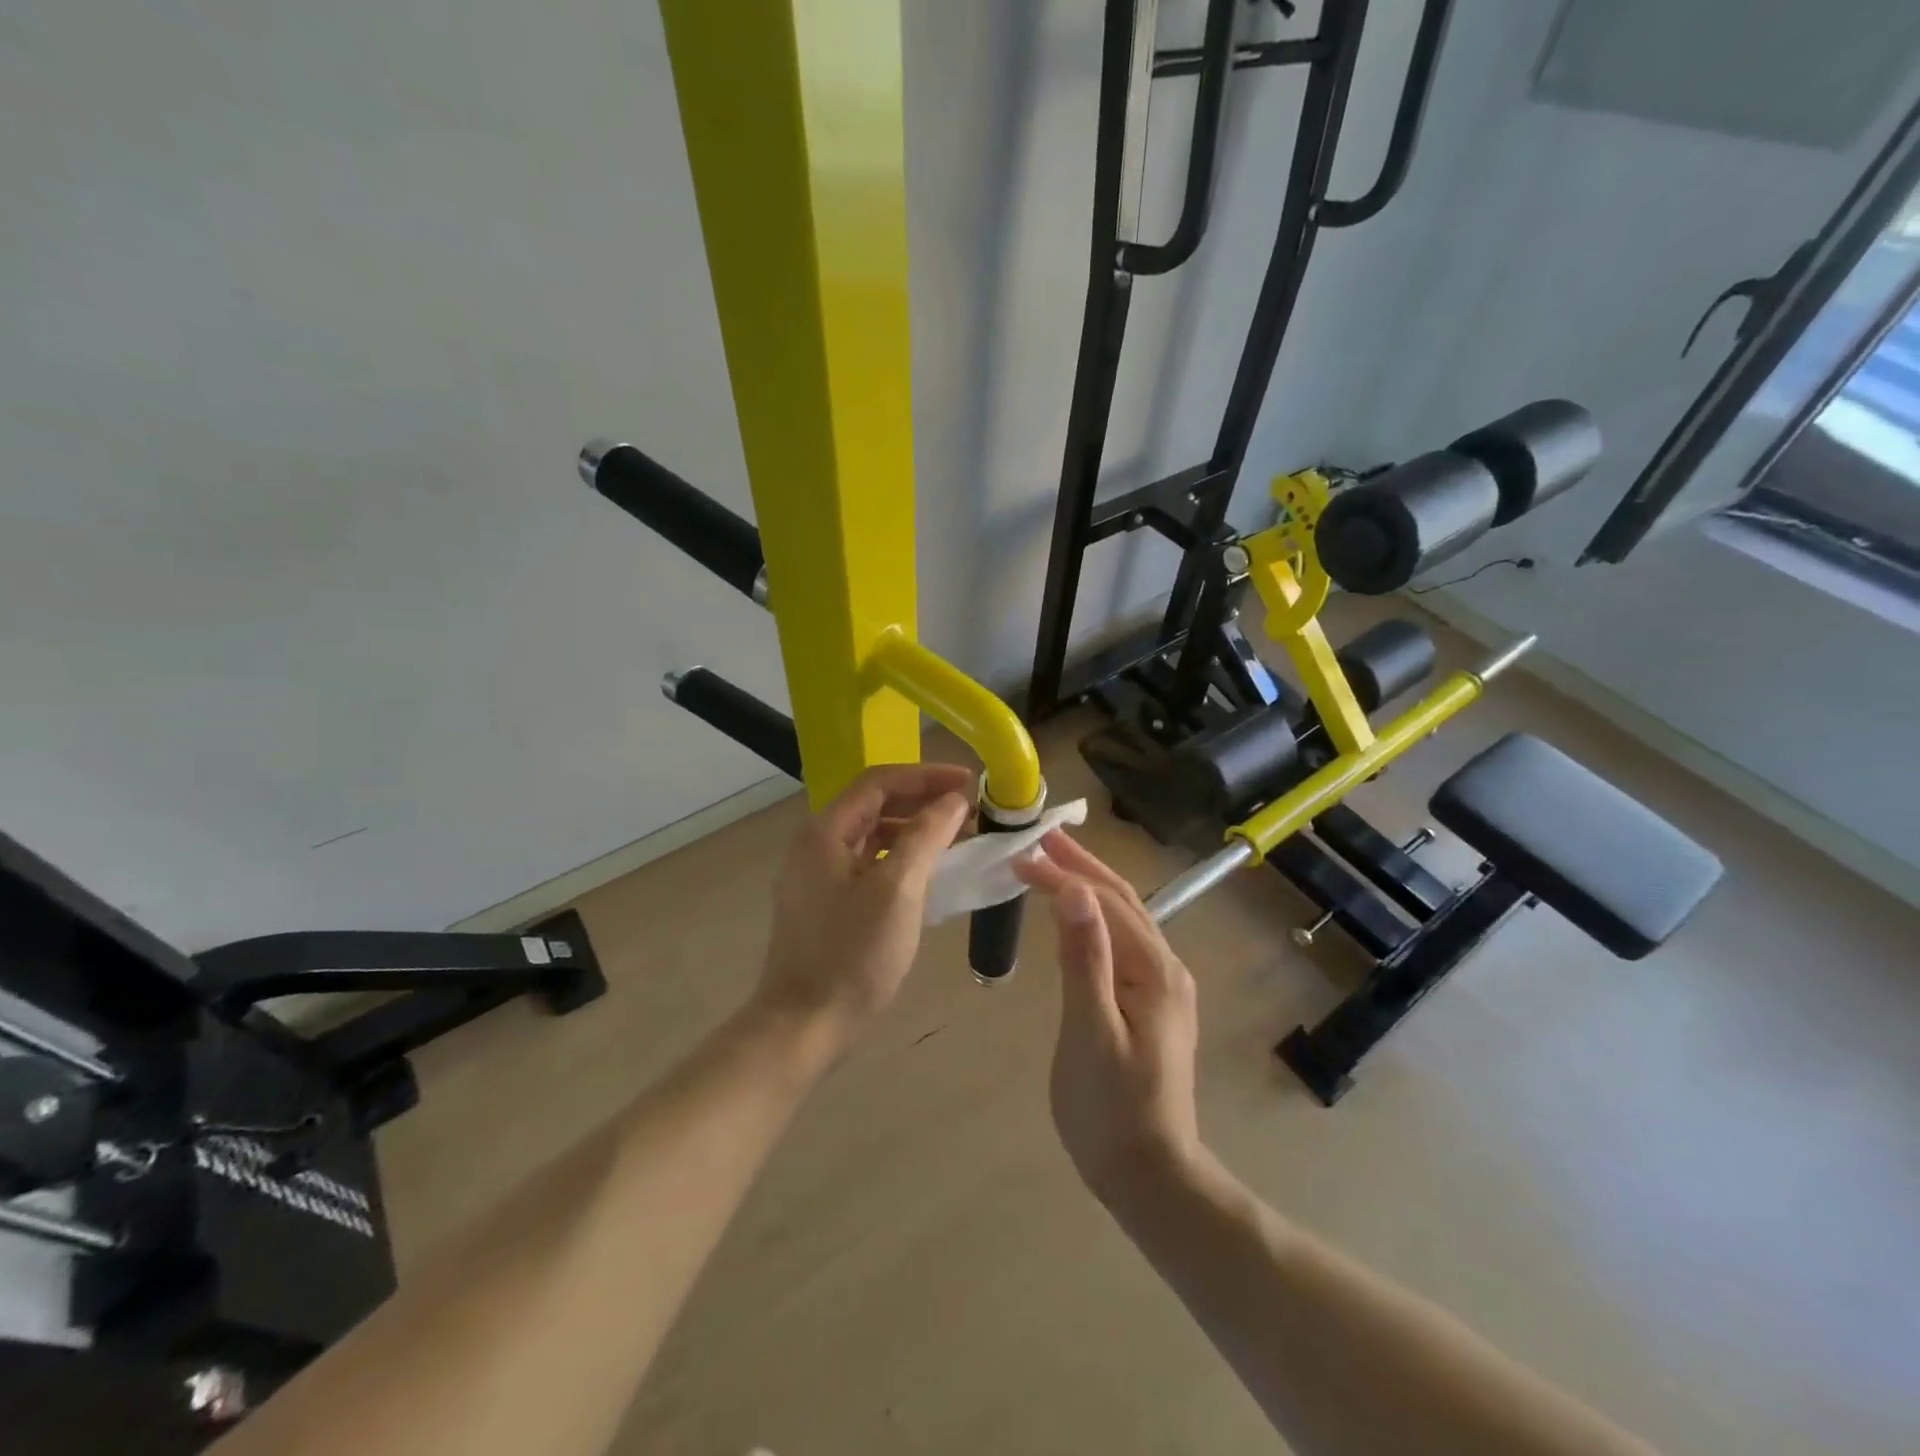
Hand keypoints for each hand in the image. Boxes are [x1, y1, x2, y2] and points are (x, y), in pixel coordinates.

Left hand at [753, 762, 974, 1059]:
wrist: (804, 1025)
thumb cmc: (853, 954)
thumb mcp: (898, 889)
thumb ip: (926, 835)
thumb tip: (953, 801)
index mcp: (826, 830)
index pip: (880, 781)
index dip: (927, 775)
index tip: (969, 782)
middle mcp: (817, 843)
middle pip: (876, 803)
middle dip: (923, 800)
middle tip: (970, 809)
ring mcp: (819, 873)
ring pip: (874, 833)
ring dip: (915, 828)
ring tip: (958, 836)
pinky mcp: (827, 900)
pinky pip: (870, 861)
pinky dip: (901, 856)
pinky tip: (929, 870)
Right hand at [1016, 831, 1201, 1205]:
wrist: (1151, 1177)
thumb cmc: (1111, 1108)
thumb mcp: (1090, 1030)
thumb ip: (1085, 957)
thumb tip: (1074, 889)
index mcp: (1154, 969)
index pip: (1105, 901)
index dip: (1063, 874)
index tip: (1021, 856)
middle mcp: (1166, 968)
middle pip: (1122, 902)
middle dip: (1081, 867)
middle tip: (1041, 839)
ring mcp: (1163, 987)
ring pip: (1124, 921)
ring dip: (1089, 888)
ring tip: (1054, 865)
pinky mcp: (1153, 1005)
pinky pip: (1122, 945)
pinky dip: (1096, 919)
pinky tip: (1078, 918)